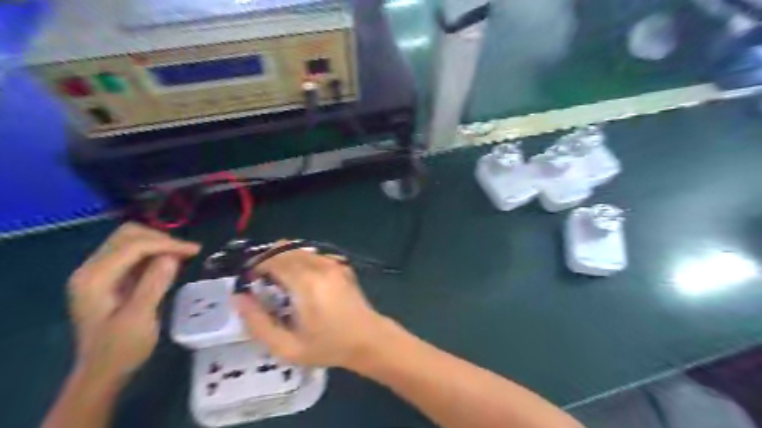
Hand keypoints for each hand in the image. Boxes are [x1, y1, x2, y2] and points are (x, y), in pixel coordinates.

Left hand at [67, 225, 197, 380]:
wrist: (102, 372)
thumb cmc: (121, 349)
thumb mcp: (139, 318)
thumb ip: (154, 284)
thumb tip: (173, 256)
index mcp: (94, 278)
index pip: (133, 245)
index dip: (167, 244)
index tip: (195, 250)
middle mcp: (91, 269)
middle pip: (128, 235)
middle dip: (161, 239)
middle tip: (187, 252)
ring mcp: (99, 273)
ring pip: (131, 240)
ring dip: (159, 244)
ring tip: (183, 256)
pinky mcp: (110, 278)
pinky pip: (134, 253)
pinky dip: (154, 253)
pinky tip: (170, 263)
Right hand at [235, 247, 389, 366]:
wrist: (368, 339)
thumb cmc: (328, 346)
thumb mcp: (287, 347)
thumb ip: (258, 323)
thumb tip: (238, 298)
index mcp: (306, 283)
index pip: (273, 260)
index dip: (257, 266)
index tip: (250, 281)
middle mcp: (320, 266)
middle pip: (285, 250)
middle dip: (269, 261)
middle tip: (262, 282)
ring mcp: (334, 263)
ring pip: (299, 250)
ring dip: (284, 259)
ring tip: (280, 282)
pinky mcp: (341, 265)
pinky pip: (314, 254)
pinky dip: (301, 260)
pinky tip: (301, 281)